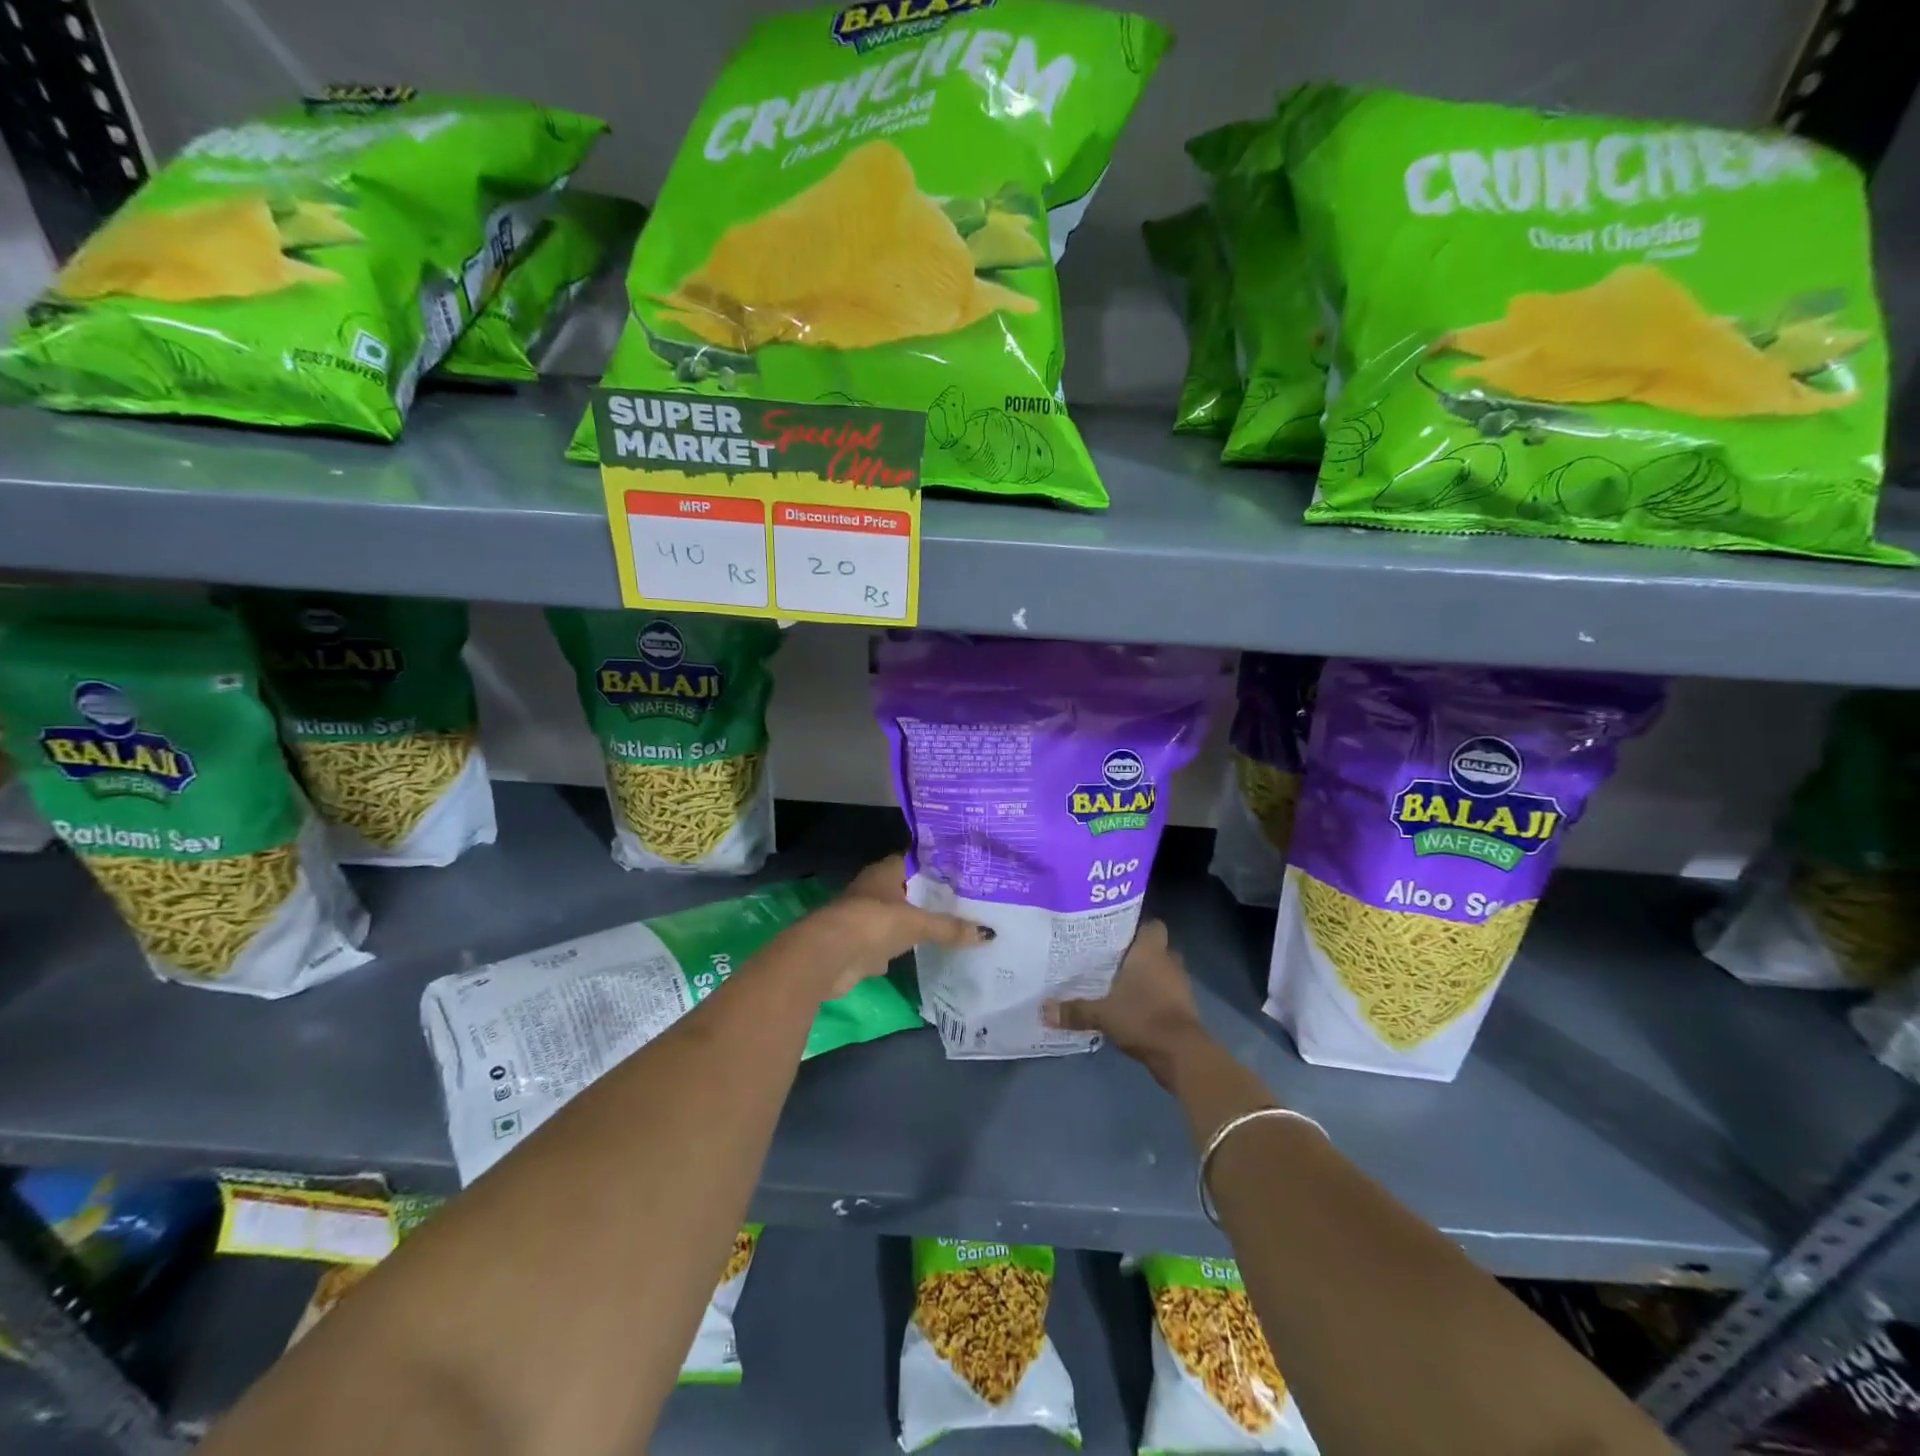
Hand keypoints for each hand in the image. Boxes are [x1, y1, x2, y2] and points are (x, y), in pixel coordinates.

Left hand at [801, 855, 990, 999]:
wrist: (827, 957)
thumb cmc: (872, 923)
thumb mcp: (917, 924)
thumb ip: (950, 928)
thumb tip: (989, 933)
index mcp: (885, 872)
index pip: (916, 861)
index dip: (938, 865)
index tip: (965, 871)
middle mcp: (874, 890)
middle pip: (909, 890)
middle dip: (933, 897)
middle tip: (968, 901)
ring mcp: (866, 918)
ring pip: (899, 918)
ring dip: (918, 924)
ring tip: (954, 926)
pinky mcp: (861, 945)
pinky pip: (891, 944)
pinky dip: (906, 949)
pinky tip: (928, 952)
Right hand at [1042, 920, 1211, 1084]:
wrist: (1181, 1053)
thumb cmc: (1142, 1017)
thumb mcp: (1102, 1014)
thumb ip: (1074, 1010)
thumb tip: (1043, 1010)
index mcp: (1150, 952)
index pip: (1152, 925)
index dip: (1138, 927)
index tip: (1117, 933)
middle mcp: (1168, 962)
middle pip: (1157, 948)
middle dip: (1140, 953)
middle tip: (1113, 958)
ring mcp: (1180, 985)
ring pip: (1163, 971)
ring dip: (1149, 976)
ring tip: (1121, 982)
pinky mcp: (1185, 1008)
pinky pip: (1168, 993)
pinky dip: (1155, 997)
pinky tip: (1134, 1005)